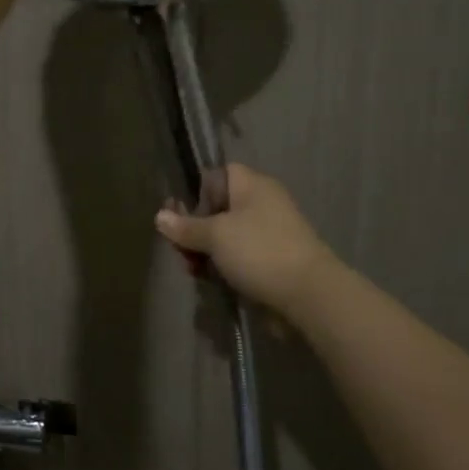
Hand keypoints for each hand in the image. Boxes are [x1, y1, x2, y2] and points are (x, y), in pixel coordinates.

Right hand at [154, 164, 332, 316]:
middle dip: (195, 229)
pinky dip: (223, 265)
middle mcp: (262, 204)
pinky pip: (239, 256)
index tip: (181, 215)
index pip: (219, 174)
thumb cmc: (259, 252)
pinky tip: (210, 280)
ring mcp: (269, 233)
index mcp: (252, 186)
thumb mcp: (215, 236)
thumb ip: (185, 226)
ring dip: (205, 251)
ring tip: (194, 270)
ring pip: (226, 235)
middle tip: (181, 250)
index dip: (197, 191)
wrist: (309, 295)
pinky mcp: (272, 260)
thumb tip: (159, 216)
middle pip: (218, 208)